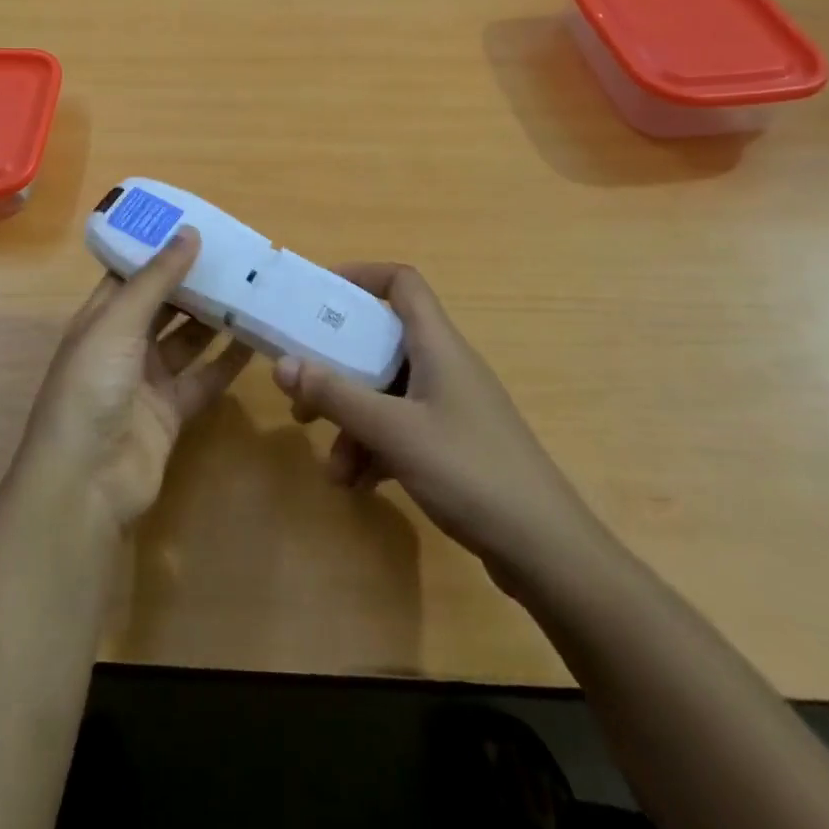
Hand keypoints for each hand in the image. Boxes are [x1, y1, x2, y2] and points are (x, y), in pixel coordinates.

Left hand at [20, 228, 252, 532]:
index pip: (131, 274)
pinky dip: (227, 361)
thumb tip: (189, 231)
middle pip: (163, 305)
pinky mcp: (171, 412)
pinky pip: (204, 377)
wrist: (86, 482)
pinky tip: (256, 340)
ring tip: (253, 289)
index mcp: (100, 319)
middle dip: (194, 282)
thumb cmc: (91, 388)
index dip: (160, 250)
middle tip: (237, 256)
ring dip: (215, 318)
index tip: (198, 225)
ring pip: (187, 339)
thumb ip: (156, 280)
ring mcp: (147, 380)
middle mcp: (123, 345)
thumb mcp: (118, 323)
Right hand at [272, 263, 595, 590]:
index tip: (319, 296)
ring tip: (332, 468)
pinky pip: (402, 430)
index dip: (361, 277)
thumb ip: (336, 396)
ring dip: (353, 422)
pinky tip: (358, 485)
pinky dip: (375, 448)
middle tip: (302, 392)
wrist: (546, 551)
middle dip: (338, 368)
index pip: (402, 284)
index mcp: (438, 344)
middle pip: (383, 344)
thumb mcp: (393, 431)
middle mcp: (445, 366)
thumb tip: (282, 364)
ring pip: (388, 394)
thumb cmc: (469, 471)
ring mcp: (452, 407)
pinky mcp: (454, 445)